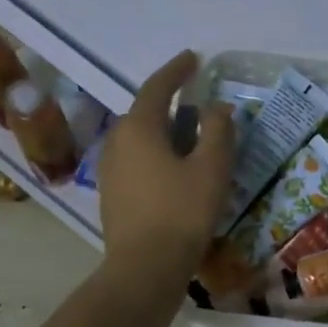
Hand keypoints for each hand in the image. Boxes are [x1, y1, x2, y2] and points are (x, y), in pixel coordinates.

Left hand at [98, 51, 235, 292]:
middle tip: (197, 102)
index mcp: (139, 128)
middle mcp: (117, 142)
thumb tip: (217, 107)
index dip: (177, 70)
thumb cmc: (182, 212)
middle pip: (144, 112)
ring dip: (164, 130)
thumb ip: (217, 131)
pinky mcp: (112, 193)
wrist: (145, 267)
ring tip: (190, 136)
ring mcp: (110, 169)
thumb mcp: (211, 168)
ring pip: (139, 137)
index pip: (157, 87)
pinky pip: (136, 159)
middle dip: (170, 102)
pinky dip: (156, 153)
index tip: (193, 58)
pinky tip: (174, 168)